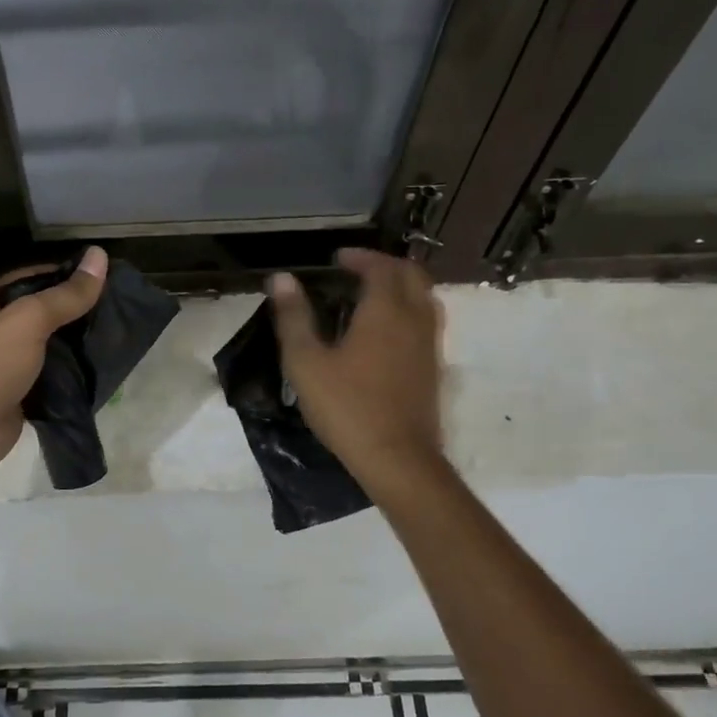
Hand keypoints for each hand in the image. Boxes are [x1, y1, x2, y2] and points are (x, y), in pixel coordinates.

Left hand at [0, 248, 107, 485]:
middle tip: (121, 308)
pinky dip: (75, 374)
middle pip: (46, 312)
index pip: (36, 277)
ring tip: (119, 335)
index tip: (109, 277)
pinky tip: (104, 368)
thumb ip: (65, 294)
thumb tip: (100, 254)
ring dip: (80, 344)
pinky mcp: (20, 394)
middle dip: (79, 311)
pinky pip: (53, 377)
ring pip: (52, 346)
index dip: (70, 274)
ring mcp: (8, 364)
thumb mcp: (28, 321)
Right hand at [268, 249, 444, 485]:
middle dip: (385, 265)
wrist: (398, 459)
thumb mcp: (306, 362)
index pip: (381, 267)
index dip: (360, 257)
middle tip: (357, 269)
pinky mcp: (434, 368)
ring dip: (401, 286)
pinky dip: (409, 310)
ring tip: (372, 295)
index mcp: (385, 311)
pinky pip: (427, 322)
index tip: (338, 258)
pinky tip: (386, 331)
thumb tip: (281, 278)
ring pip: (425, 298)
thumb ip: (293, 317)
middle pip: (412, 275)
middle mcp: (414, 320)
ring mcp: (430, 345)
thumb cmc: (347, 407)